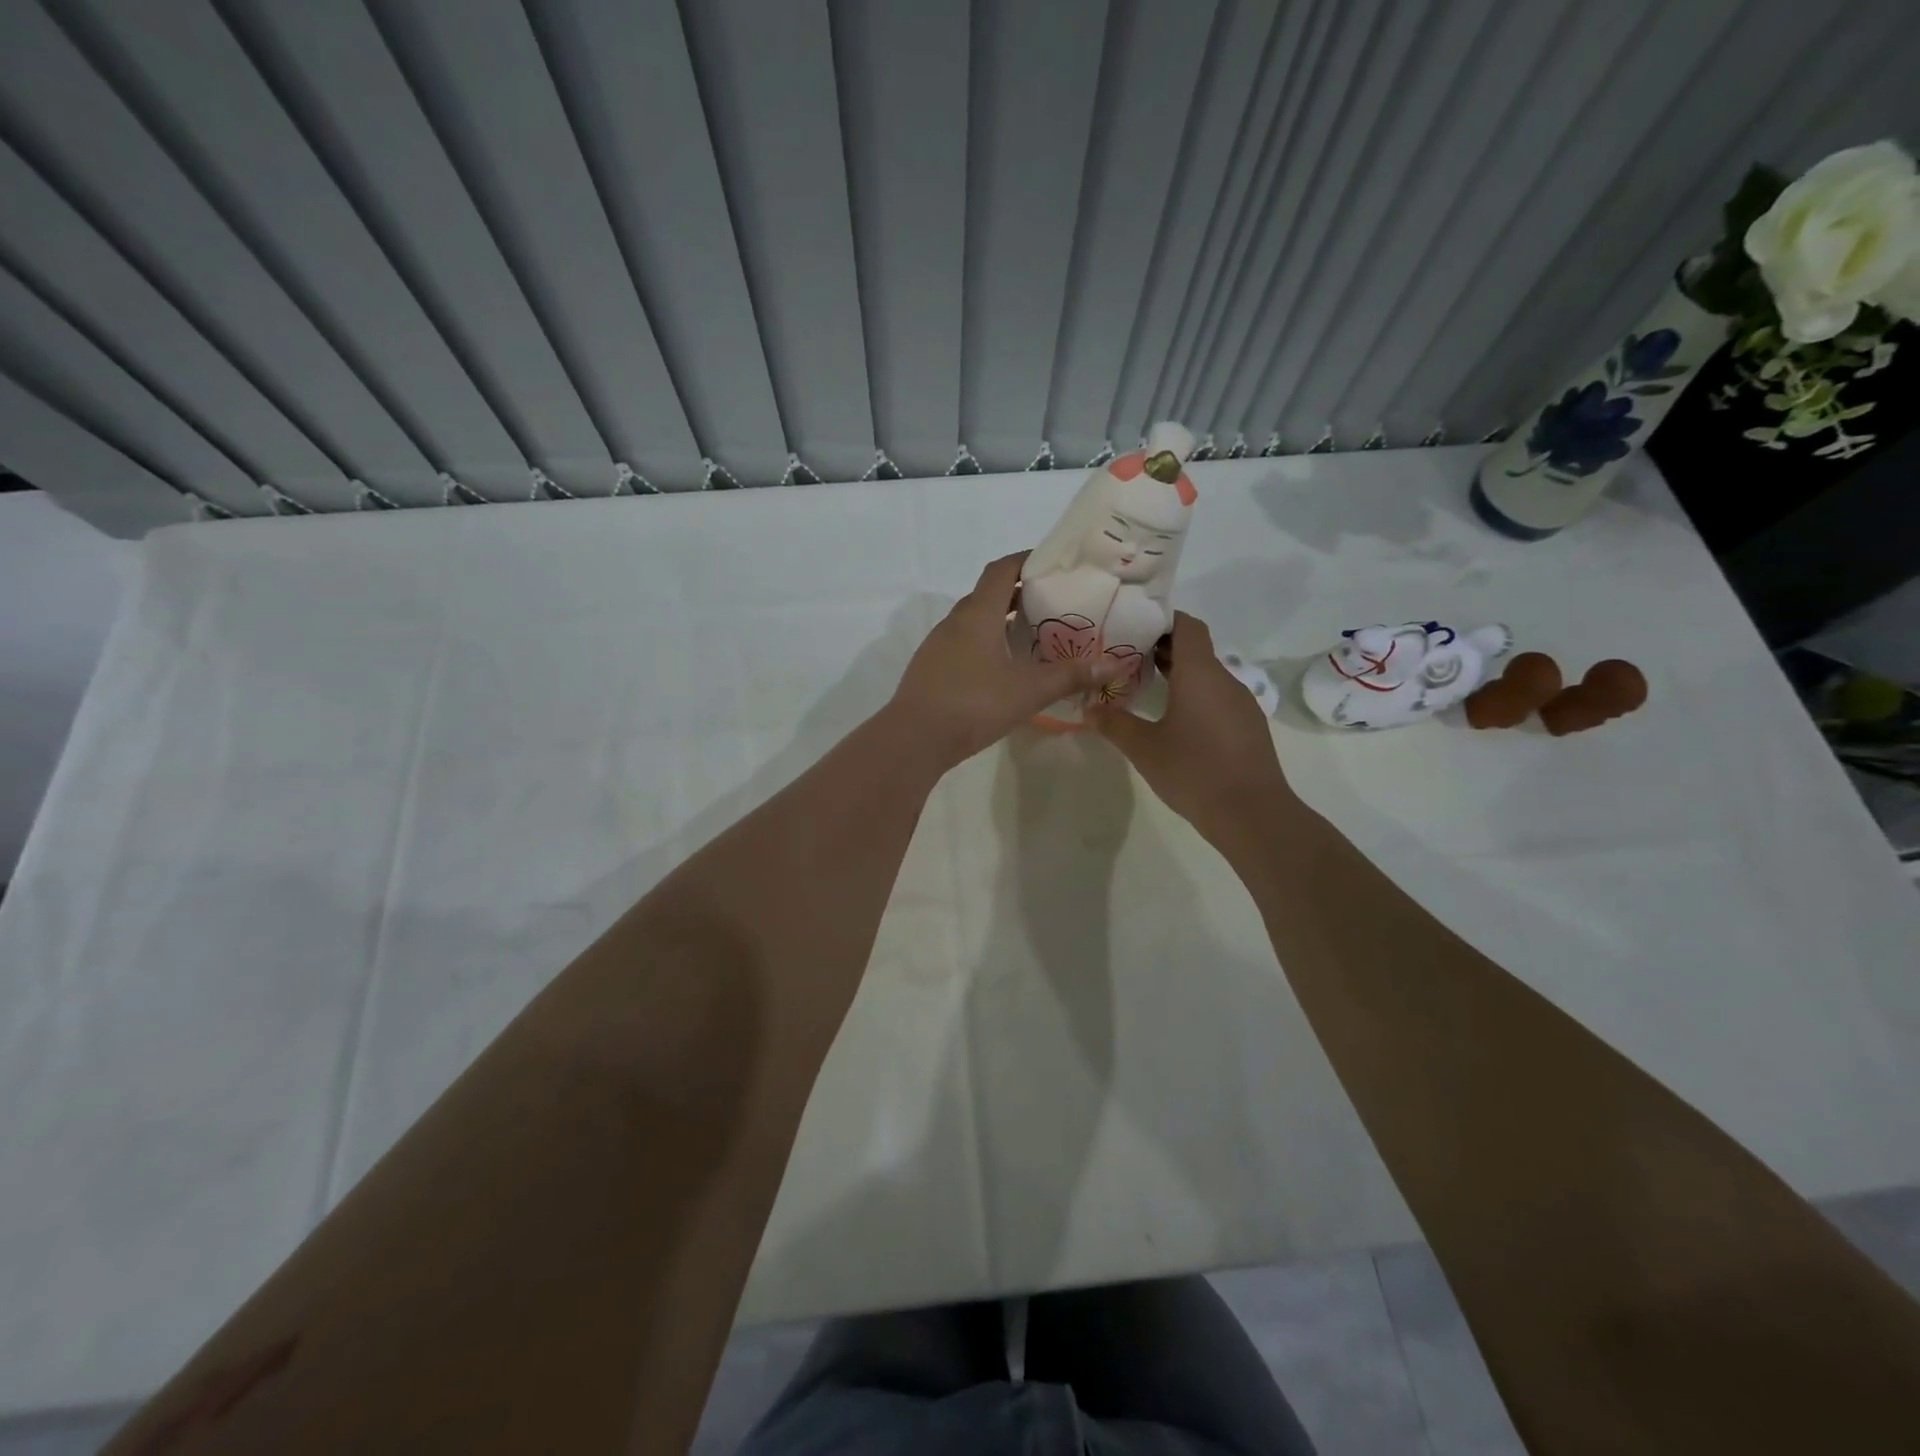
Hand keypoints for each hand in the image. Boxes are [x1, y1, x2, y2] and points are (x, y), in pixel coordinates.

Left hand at [888, 553, 1122, 768]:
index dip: (1026, 560)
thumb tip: (1113, 665)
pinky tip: (1002, 668)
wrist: (914, 739)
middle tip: (1052, 603)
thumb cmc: (974, 704)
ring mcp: (938, 645)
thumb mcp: (1028, 691)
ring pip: (974, 621)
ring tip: (1032, 635)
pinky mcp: (931, 668)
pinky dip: (985, 643)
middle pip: (988, 594)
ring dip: (1000, 620)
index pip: (1002, 570)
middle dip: (1019, 592)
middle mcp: (955, 622)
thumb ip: (1070, 676)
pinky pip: (963, 644)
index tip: (1052, 563)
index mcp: (978, 614)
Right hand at [1090, 612, 1298, 853]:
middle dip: (1164, 649)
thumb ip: (1114, 724)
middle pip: (1196, 649)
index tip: (1135, 627)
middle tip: (1128, 658)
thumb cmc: (1193, 770)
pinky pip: (1219, 698)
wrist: (1251, 813)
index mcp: (1199, 673)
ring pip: (1208, 676)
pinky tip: (1177, 722)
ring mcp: (1241, 703)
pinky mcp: (1249, 726)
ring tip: (1148, 689)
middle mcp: (1225, 679)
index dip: (1163, 620)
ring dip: (1180, 676)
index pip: (1187, 626)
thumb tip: (1088, 709)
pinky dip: (1196, 698)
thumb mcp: (1144, 748)